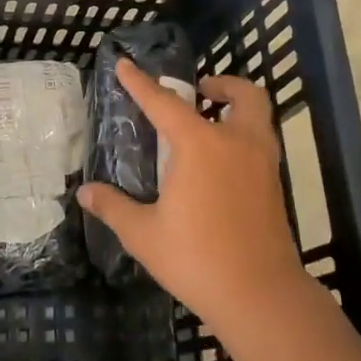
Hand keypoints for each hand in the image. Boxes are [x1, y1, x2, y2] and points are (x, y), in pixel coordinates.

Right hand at [78, 59, 305, 326]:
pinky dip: (243, 135)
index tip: (125, 65)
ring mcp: (262, 163)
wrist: (260, 295)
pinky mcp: (275, 186)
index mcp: (200, 146)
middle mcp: (236, 143)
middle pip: (243, 95)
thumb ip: (113, 207)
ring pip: (259, 117)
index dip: (141, 83)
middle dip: (222, 85)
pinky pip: (261, 143)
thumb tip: (85, 193)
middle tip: (200, 92)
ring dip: (237, 108)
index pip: (164, 103)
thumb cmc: (196, 259)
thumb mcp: (143, 234)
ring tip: (210, 122)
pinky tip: (221, 163)